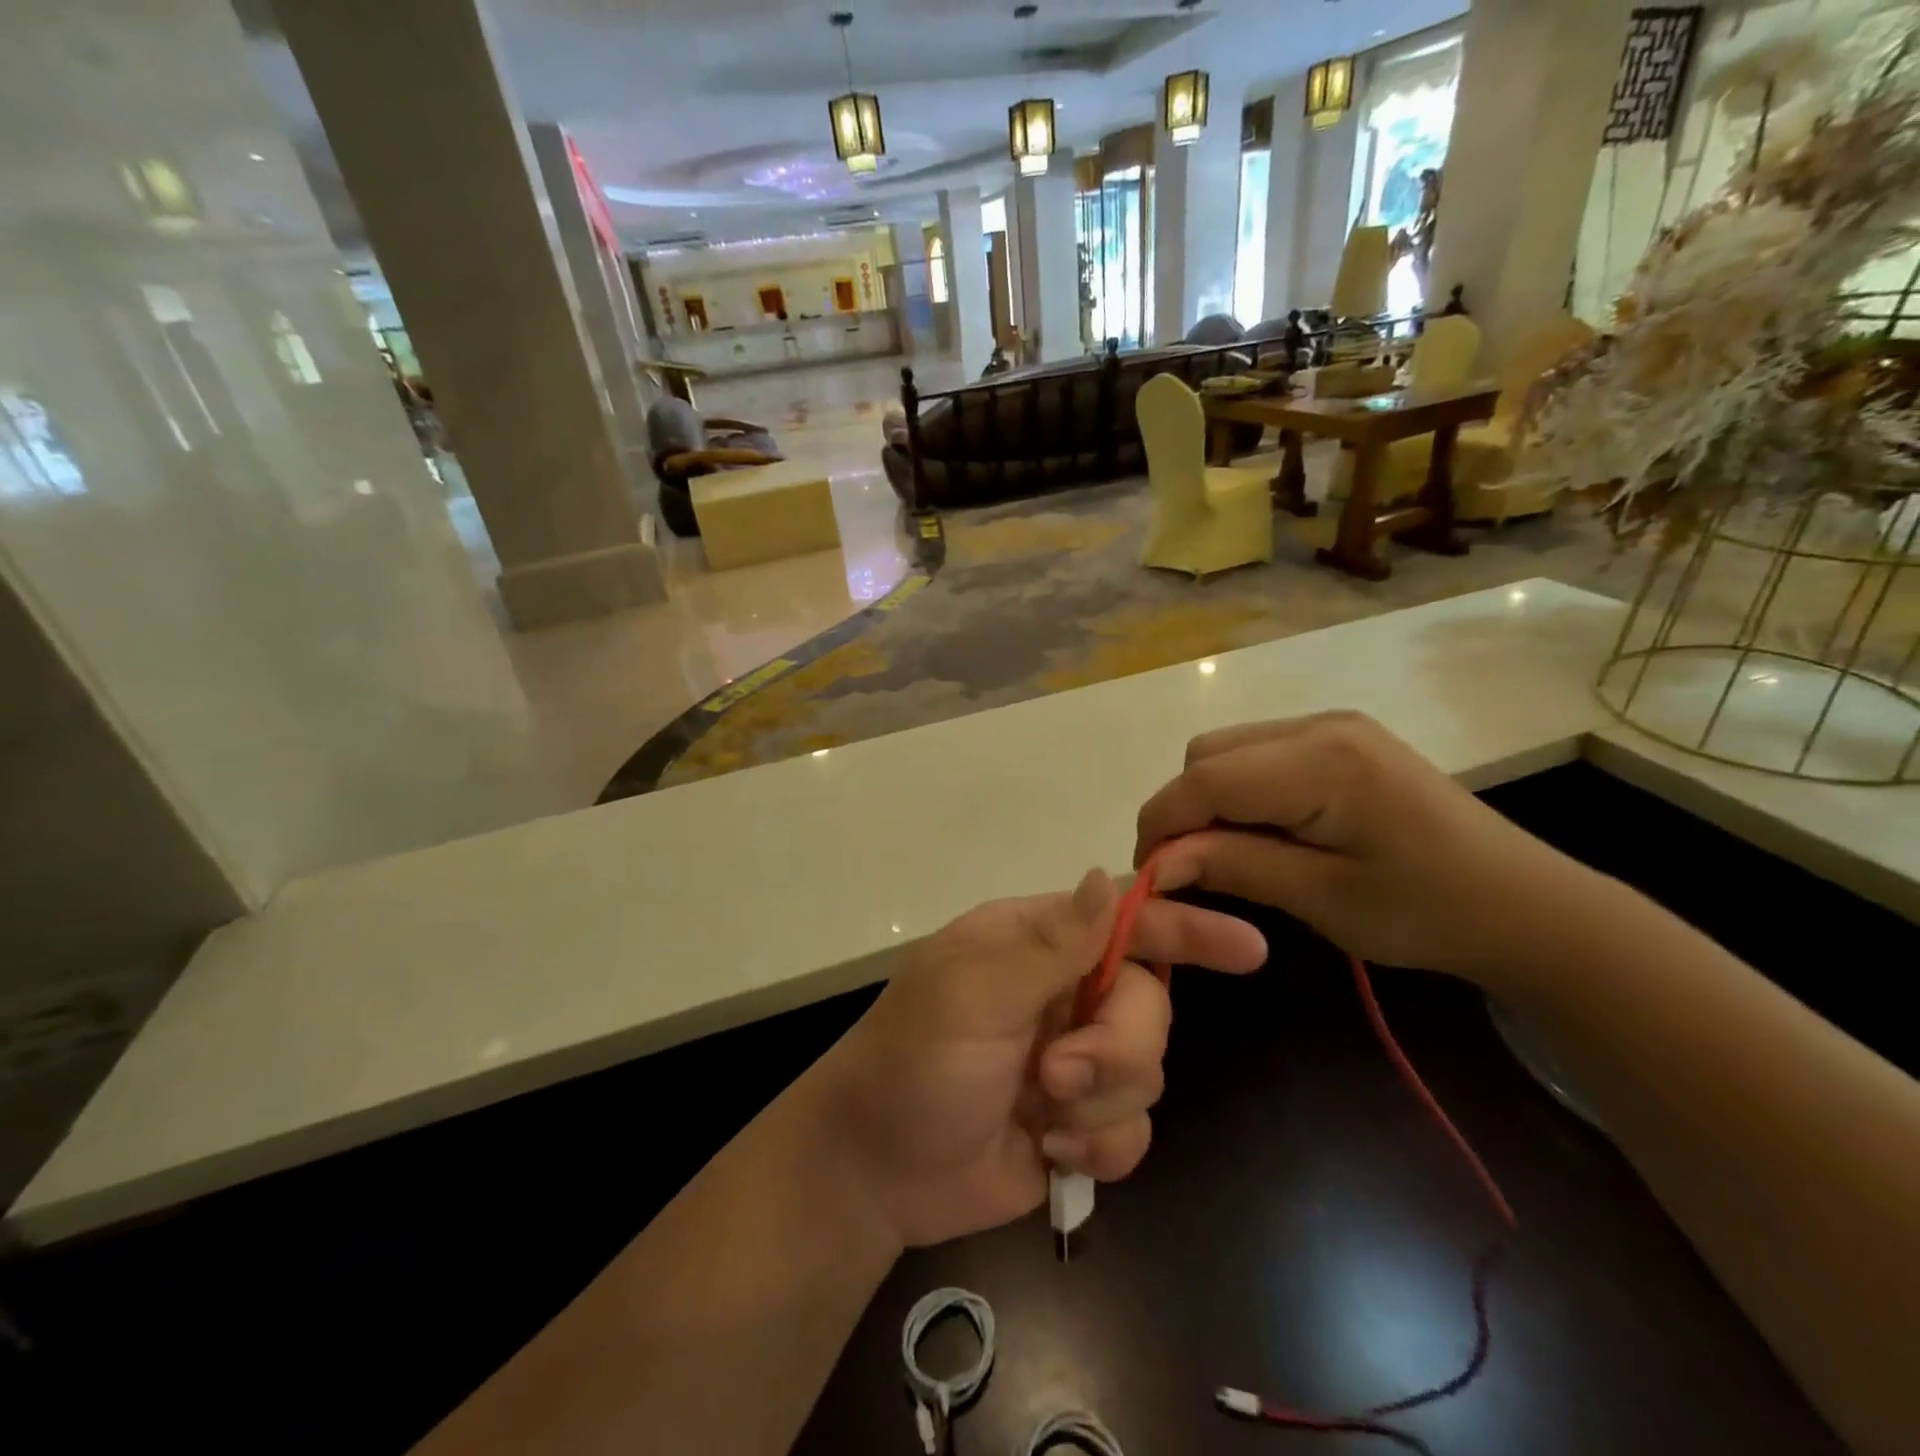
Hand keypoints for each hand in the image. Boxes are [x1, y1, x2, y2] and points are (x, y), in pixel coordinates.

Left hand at [814, 871, 1266, 1248]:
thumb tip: (1105, 875)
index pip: (1126, 921)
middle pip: (1150, 1005)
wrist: (874, 1169)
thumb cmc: (913, 1061)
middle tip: (1057, 1073)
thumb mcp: (972, 993)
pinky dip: (1100, 1148)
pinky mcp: (1079, 1125)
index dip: (1187, 929)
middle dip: (1117, 1046)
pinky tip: (1051, 1155)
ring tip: (1040, 1115)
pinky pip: (1134, 1131)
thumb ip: (1049, 943)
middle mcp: (1064, 994)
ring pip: (1148, 1071)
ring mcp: (1075, 1060)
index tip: (1247, 947)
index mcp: (1036, 945)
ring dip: (1099, 1102)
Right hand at [1133, 711, 1593, 981]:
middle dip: (1184, 810)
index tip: (1148, 877)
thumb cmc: (1427, 912)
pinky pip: (1257, 753)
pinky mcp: (1339, 738)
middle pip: (1207, 754)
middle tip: (1194, 870)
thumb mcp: (1322, 899)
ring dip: (1209, 799)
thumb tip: (1156, 862)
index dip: (1162, 824)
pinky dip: (1238, 790)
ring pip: (1225, 750)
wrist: (1525, 905)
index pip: (1205, 779)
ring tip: (1231, 853)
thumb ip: (1233, 866)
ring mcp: (1332, 725)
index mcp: (1323, 761)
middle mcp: (1320, 724)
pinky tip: (1264, 830)